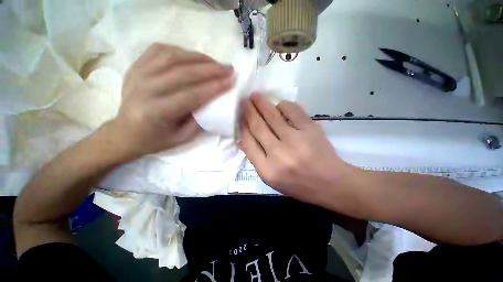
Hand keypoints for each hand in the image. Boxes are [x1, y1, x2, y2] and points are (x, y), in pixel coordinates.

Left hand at [107, 43, 233, 159]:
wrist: (125, 133)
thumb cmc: (156, 139)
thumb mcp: (183, 137)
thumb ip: (199, 118)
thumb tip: (214, 100)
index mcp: (157, 111)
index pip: (192, 94)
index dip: (214, 87)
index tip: (231, 81)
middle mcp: (145, 89)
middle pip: (183, 72)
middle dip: (211, 69)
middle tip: (228, 68)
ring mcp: (138, 74)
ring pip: (172, 56)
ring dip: (198, 57)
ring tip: (215, 62)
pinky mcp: (136, 66)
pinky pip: (160, 50)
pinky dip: (180, 50)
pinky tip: (193, 57)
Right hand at [239, 94, 356, 204]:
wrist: (329, 183)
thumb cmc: (297, 184)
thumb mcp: (271, 179)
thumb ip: (255, 159)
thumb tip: (241, 140)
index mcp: (267, 170)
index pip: (248, 142)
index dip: (243, 126)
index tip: (240, 116)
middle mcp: (278, 154)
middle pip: (258, 126)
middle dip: (249, 111)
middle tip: (244, 101)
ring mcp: (295, 140)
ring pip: (272, 116)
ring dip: (262, 103)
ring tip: (255, 96)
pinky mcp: (310, 130)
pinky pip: (292, 111)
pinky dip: (283, 105)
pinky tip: (280, 105)